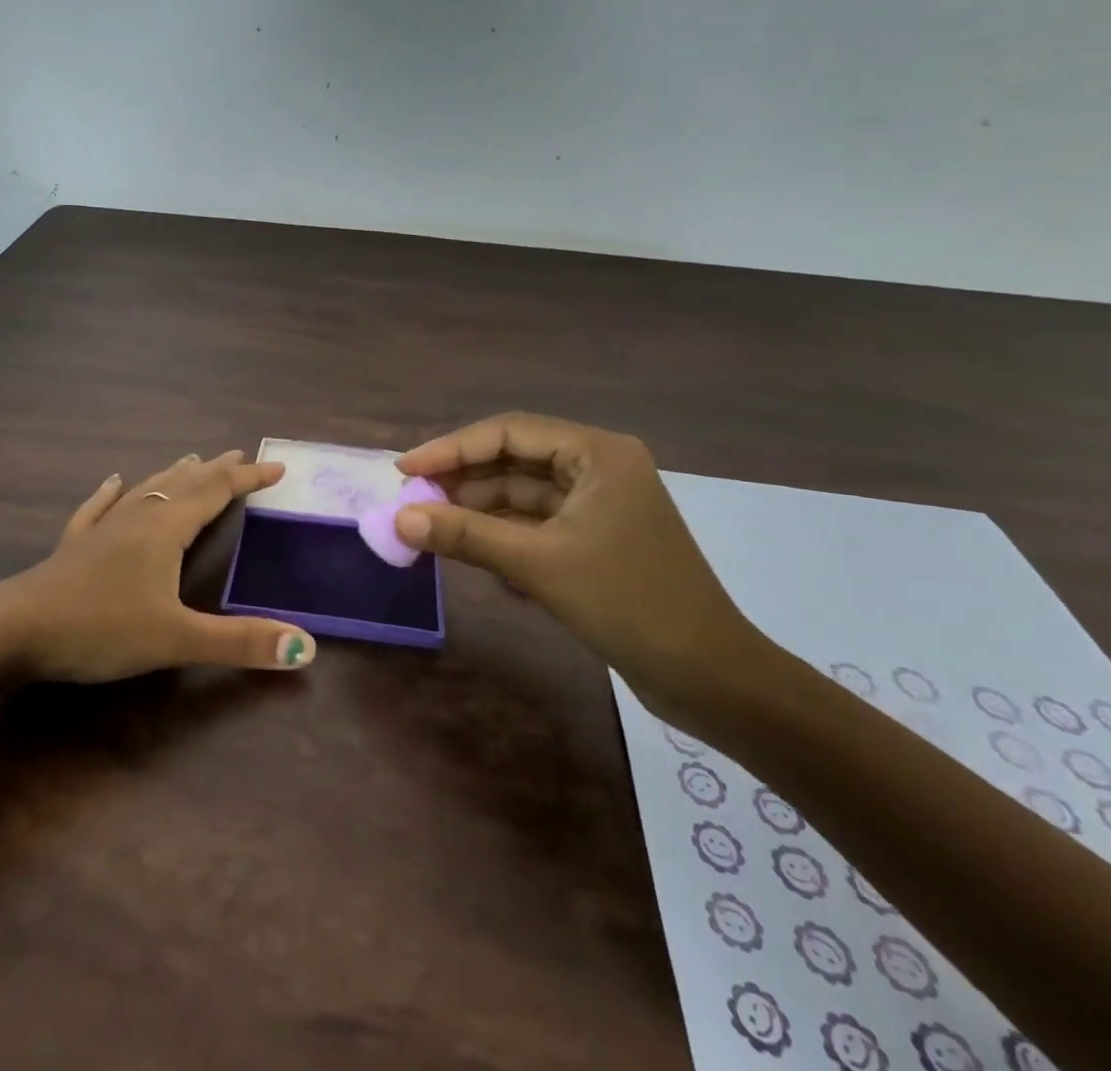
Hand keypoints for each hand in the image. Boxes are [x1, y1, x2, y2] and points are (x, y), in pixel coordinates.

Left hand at [0, 450, 317, 683]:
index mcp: (165, 529)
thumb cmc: (99, 628)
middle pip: (184, 483)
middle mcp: (137, 518)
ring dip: (174, 474)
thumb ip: (240, 642)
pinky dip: (110, 492)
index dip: (249, 480)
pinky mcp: (74, 546)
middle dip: (216, 470)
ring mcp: (102, 529)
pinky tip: (112, 480)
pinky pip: (98, 508)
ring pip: (146, 490)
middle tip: (240, 456)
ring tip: (191, 458)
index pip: (217, 493)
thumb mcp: (176, 639)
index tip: (277, 468)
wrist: (12, 631)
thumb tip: (305, 647)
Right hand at [394, 413, 767, 717]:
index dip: (452, 448)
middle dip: (462, 479)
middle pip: (514, 459)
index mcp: (597, 453)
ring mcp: (599, 504)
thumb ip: (465, 535)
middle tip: (412, 501)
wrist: (710, 679)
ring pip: (522, 493)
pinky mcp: (595, 539)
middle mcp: (598, 467)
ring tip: (429, 525)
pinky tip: (467, 548)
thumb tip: (399, 520)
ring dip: (477, 509)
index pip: (509, 432)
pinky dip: (501, 533)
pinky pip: (536, 522)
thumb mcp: (538, 564)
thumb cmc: (628, 604)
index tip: (405, 470)